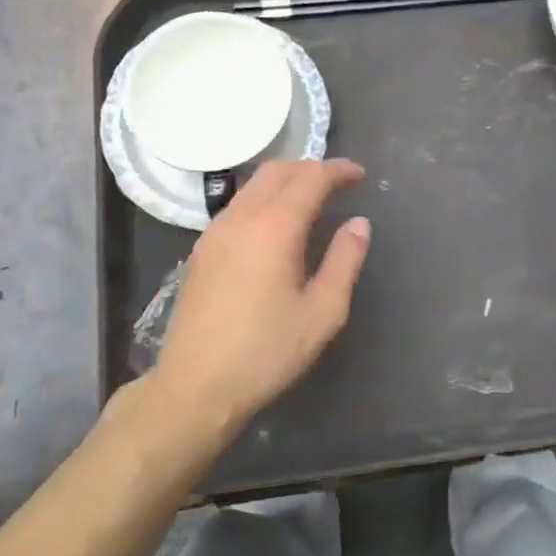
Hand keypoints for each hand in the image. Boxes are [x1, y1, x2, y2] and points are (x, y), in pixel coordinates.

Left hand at [151, 159, 370, 431]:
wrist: (195, 388)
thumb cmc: (266, 353)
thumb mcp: (322, 312)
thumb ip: (344, 261)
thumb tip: (359, 224)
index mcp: (274, 228)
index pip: (310, 178)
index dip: (338, 170)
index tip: (360, 175)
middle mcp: (240, 218)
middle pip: (277, 171)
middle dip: (311, 168)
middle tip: (339, 183)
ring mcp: (214, 232)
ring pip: (253, 186)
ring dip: (285, 181)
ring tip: (311, 199)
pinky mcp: (201, 250)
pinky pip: (238, 205)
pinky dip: (264, 198)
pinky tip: (276, 225)